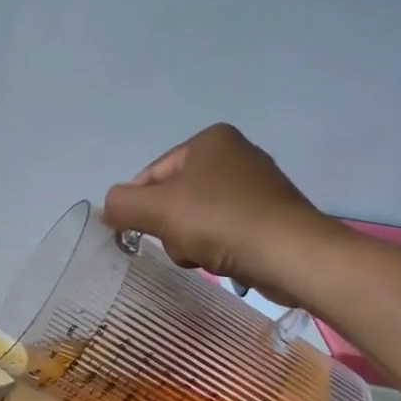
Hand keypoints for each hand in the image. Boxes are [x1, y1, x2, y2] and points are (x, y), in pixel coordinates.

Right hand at [102, 123, 335, 292]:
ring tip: (207, 254)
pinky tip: (227, 260)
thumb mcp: (159, 209)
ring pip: (196, 219)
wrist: (292, 255)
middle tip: (184, 243)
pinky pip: (224, 231)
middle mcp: (234, 154)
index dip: (140, 207)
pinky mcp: (269, 216)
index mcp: (209, 140)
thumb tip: (107, 207)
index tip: (142, 234)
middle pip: (174, 198)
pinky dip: (218, 248)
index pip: (152, 174)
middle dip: (172, 228)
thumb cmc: (221, 221)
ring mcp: (255, 186)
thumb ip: (123, 204)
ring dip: (192, 242)